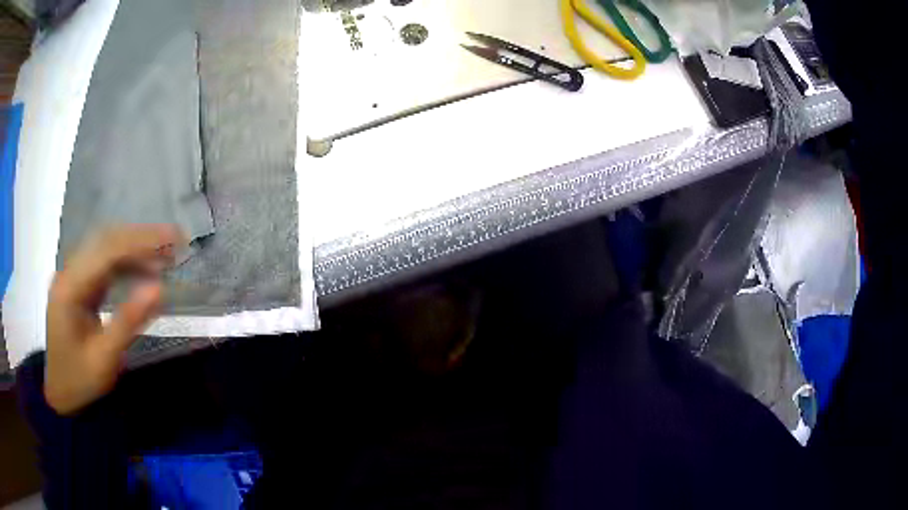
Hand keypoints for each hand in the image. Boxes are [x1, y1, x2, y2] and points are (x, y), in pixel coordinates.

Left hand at [44, 225, 184, 414]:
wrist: (60, 393)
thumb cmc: (80, 381)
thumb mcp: (105, 359)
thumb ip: (128, 322)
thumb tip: (160, 289)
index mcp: (69, 288)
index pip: (106, 251)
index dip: (140, 241)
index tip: (173, 239)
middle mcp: (68, 272)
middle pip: (105, 241)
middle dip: (141, 238)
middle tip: (175, 240)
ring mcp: (72, 277)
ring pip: (105, 249)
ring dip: (135, 248)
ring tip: (165, 254)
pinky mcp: (79, 285)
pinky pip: (104, 264)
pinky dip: (126, 263)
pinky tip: (144, 269)